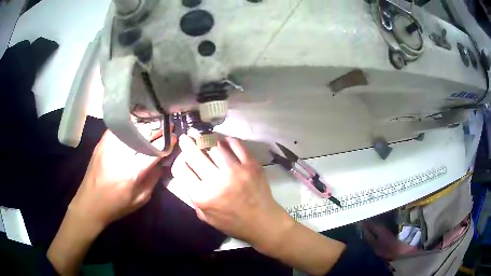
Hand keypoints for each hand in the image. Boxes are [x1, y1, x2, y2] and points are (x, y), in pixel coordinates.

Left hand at [69, 130, 173, 228]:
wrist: (90, 204)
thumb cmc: (116, 206)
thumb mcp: (141, 199)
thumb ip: (154, 179)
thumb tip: (161, 163)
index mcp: (132, 171)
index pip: (155, 150)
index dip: (167, 142)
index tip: (174, 137)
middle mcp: (121, 154)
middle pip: (144, 134)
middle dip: (159, 129)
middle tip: (167, 126)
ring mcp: (109, 145)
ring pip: (132, 127)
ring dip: (145, 124)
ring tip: (154, 123)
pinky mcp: (101, 143)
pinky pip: (119, 128)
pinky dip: (130, 125)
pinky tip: (136, 126)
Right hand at [171, 135, 293, 249]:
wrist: (262, 222)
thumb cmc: (233, 223)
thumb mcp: (206, 217)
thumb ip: (194, 197)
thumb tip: (189, 174)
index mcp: (203, 196)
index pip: (182, 169)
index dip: (179, 160)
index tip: (181, 157)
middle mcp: (217, 181)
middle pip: (195, 154)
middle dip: (187, 143)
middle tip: (186, 137)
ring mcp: (235, 171)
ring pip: (214, 146)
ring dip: (206, 139)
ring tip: (203, 137)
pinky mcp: (251, 165)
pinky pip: (236, 145)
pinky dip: (228, 140)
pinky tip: (224, 141)